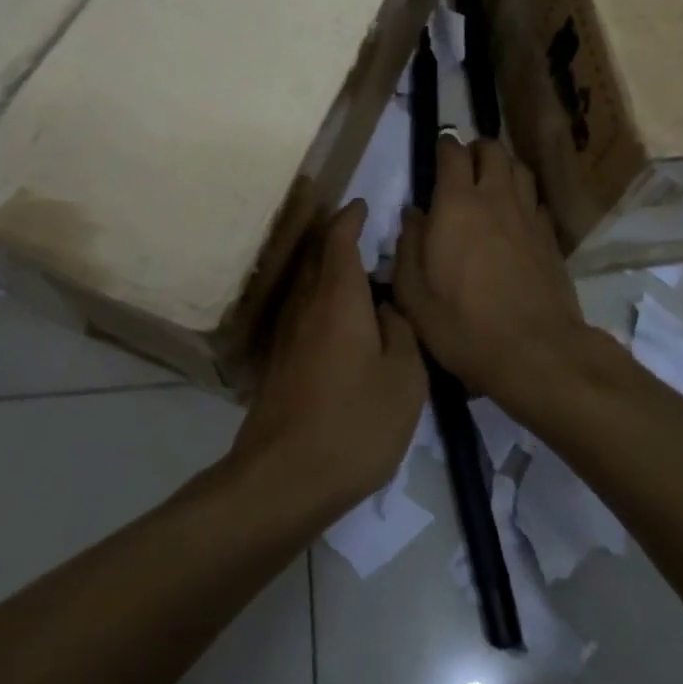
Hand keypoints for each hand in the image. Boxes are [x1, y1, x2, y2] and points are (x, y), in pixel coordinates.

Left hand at [232, 200, 426, 512]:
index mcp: (338, 299)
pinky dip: (321, 303)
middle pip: (316, 258)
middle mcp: (306, 307)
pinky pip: (302, 315)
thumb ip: (401, 332)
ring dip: (327, 271)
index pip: (339, 240)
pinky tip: (340, 325)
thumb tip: (387, 309)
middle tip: (363, 234)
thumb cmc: (355, 423)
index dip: (350, 218)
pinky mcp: (278, 365)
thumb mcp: (405, 378)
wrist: (284, 479)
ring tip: (357, 276)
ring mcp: (286, 336)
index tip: (363, 204)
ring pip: (306, 287)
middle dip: (336, 239)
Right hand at [394, 137, 599, 419]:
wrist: (534, 351)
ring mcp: (528, 215)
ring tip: (491, 183)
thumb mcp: (413, 293)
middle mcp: (496, 198)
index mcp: (457, 204)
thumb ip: (408, 245)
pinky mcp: (550, 237)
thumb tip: (412, 214)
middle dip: (476, 149)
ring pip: (519, 168)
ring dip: (503, 167)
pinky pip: (536, 200)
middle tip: (463, 166)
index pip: (453, 153)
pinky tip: (515, 217)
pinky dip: (523, 197)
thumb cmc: (462, 324)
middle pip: (492, 150)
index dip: (444, 146)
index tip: (437, 153)